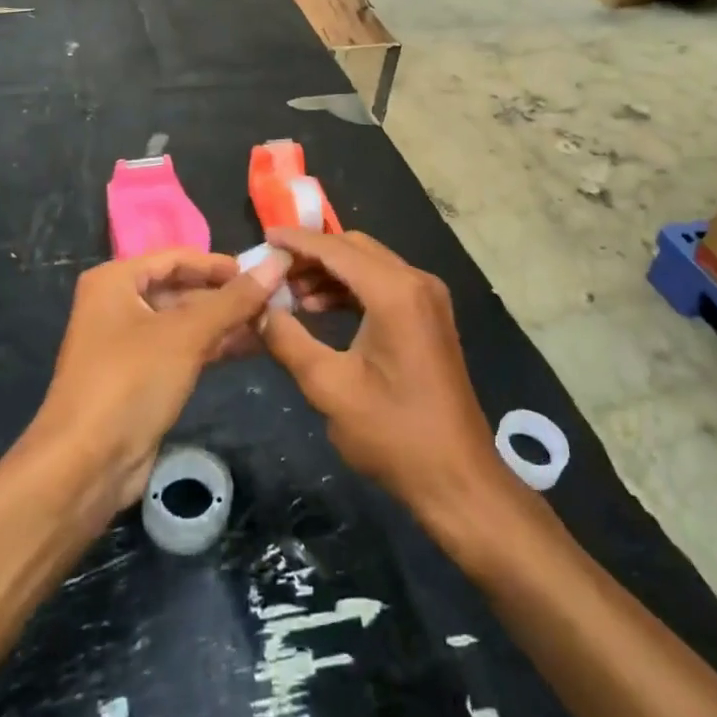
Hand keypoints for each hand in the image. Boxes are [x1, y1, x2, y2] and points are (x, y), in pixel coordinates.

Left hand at [27, 250, 287, 507]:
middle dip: (227, 296)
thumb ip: (234, 299)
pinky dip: (213, 345)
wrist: (85, 466)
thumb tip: (278, 262)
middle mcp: (118, 304)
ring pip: (185, 321)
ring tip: (274, 322)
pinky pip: (182, 348)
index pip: (177, 258)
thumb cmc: (131, 382)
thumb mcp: (186, 334)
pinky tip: (252, 346)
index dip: (221, 264)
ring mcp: (128, 342)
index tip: (264, 272)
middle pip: (182, 288)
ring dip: (226, 321)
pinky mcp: (140, 376)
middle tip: (276, 299)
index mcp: (116, 281)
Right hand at [260, 230, 508, 526]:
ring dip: (330, 272)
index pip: (336, 249)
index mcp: (395, 292)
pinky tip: (321, 307)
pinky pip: (384, 285)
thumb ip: (288, 341)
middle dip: (312, 255)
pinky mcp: (429, 316)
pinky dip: (351, 289)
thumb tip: (259, 310)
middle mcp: (417, 282)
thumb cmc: (393, 434)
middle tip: (272, 269)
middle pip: (355, 249)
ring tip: (290, 294)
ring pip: (369, 265)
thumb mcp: (329, 387)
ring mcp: (428, 298)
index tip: (263, 238)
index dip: (297, 242)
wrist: (457, 478)